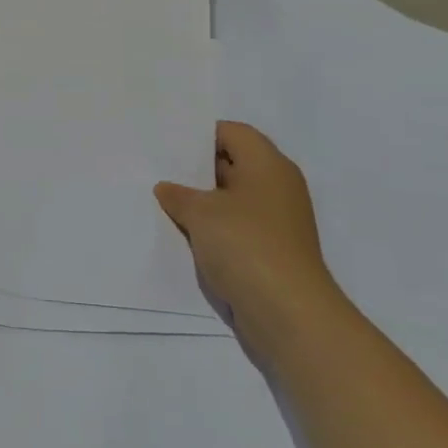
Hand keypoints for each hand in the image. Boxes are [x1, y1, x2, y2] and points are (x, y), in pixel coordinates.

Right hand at [155, 122, 347, 355]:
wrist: (289, 314)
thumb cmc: (246, 246)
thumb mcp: (200, 212)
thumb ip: (178, 194)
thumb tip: (167, 188)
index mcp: (268, 165)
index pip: (232, 132)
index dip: (199, 134)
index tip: (167, 143)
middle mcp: (278, 187)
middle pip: (233, 163)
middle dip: (196, 168)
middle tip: (158, 169)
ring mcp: (277, 221)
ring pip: (232, 198)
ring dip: (203, 201)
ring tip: (163, 201)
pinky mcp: (271, 251)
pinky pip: (236, 227)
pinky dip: (214, 228)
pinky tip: (184, 233)